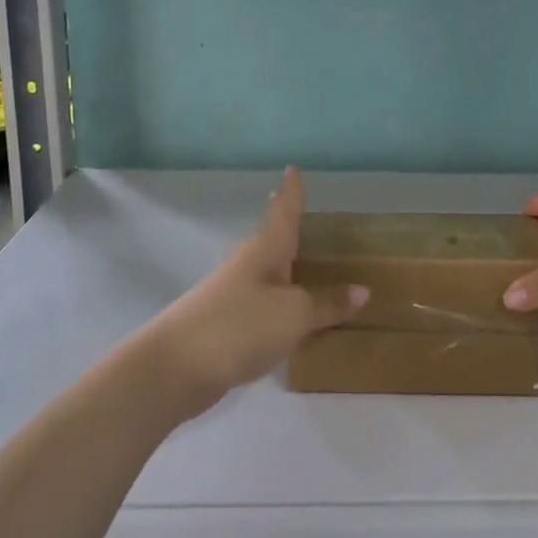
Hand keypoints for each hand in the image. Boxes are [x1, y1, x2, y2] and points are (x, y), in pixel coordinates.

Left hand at [143, 168, 366, 415]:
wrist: (175, 368)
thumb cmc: (239, 325)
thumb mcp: (294, 314)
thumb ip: (327, 303)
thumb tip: (362, 290)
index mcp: (265, 251)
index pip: (283, 212)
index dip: (291, 192)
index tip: (292, 168)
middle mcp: (248, 266)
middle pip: (272, 240)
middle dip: (288, 227)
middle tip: (307, 214)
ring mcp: (233, 296)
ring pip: (267, 273)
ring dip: (286, 267)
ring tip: (307, 263)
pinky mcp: (227, 326)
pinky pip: (264, 306)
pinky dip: (281, 303)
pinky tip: (291, 316)